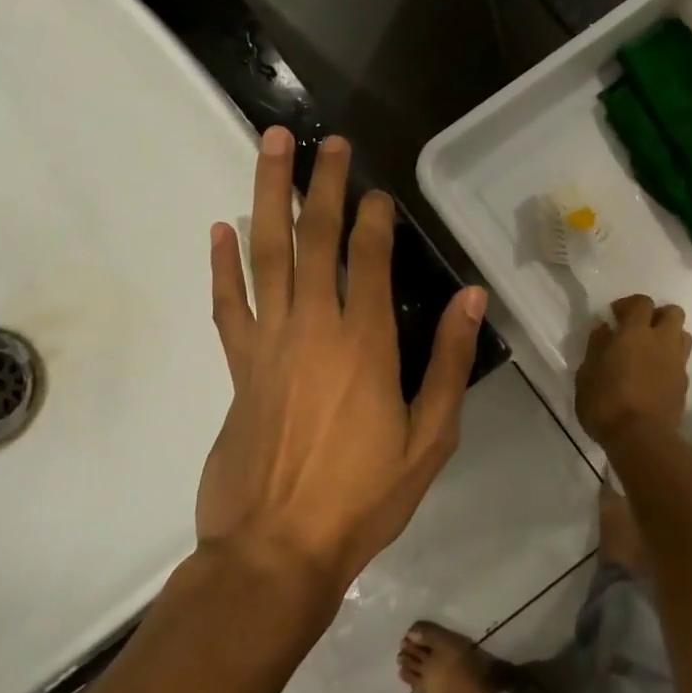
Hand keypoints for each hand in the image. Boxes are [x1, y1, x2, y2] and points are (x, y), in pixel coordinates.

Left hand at [201, 127, 486, 594]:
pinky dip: (222, 266)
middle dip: (321, 185)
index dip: (374, 218)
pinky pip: (228, 305)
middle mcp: (312, 329)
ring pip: (265, 255)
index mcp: (364, 344)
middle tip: (326, 141)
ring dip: (268, 198)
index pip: (367, 259)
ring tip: (270, 149)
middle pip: (313, 240)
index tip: (379, 191)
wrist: (276, 551)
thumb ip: (447, 362)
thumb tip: (472, 298)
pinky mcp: (238, 369)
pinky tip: (219, 230)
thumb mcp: (430, 437)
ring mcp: (267, 345)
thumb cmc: (364, 498)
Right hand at [575, 294, 691, 445]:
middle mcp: (662, 341)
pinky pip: (681, 361)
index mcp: (635, 333)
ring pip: (682, 335)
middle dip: (656, 315)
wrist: (642, 439)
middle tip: (638, 330)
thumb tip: (604, 328)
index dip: (628, 304)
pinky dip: (670, 360)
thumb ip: (597, 346)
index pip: (641, 302)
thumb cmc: (606, 403)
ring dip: (668, 336)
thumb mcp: (587, 374)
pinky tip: (654, 375)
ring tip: (649, 351)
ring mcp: (677, 363)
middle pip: (672, 312)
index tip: (615, 316)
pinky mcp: (684, 384)